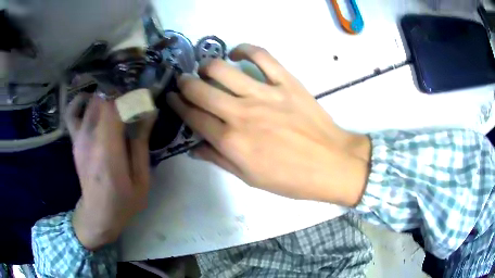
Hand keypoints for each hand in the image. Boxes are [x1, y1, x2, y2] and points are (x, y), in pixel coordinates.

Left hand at [65, 94, 154, 250]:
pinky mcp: (75, 140)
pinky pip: (73, 112)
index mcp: (108, 151)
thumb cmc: (123, 202)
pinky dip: (82, 102)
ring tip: (119, 103)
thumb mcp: (141, 179)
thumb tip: (149, 113)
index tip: (145, 99)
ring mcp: (79, 138)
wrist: (98, 215)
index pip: (115, 107)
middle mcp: (90, 139)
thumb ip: (141, 144)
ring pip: (91, 102)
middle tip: (134, 102)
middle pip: (103, 99)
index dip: (131, 97)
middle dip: (121, 95)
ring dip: (107, 96)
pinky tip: (92, 103)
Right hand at [166, 44, 370, 206]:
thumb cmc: (290, 178)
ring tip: (205, 69)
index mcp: (231, 141)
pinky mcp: (286, 82)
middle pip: (200, 90)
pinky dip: (245, 50)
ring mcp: (264, 95)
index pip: (193, 117)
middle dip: (184, 83)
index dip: (178, 105)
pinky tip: (236, 53)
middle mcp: (241, 114)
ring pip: (222, 70)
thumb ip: (220, 160)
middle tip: (183, 81)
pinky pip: (261, 56)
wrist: (330, 164)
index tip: (171, 97)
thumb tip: (195, 148)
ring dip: (206, 67)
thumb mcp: (250, 178)